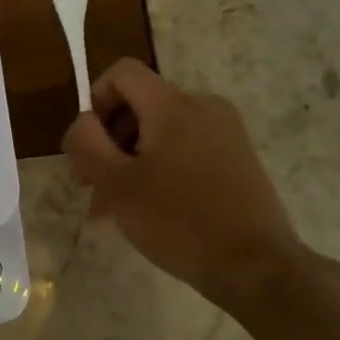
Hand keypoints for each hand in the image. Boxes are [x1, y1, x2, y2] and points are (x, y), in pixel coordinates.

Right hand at [62, 59, 305, 311]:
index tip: (91, 146)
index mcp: (172, 105)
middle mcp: (203, 106)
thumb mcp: (116, 184)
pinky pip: (187, 147)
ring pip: (161, 129)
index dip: (96, 101)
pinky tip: (152, 208)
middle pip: (140, 103)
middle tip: (94, 185)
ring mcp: (226, 131)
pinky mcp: (238, 157)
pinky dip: (161, 166)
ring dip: (132, 158)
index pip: (122, 73)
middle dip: (110, 139)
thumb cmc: (178, 221)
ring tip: (118, 206)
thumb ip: (87, 143)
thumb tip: (84, 123)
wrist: (256, 266)